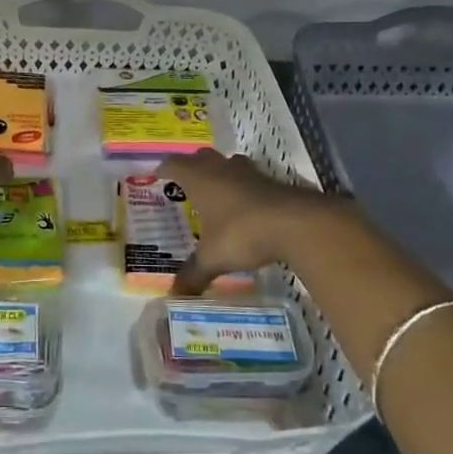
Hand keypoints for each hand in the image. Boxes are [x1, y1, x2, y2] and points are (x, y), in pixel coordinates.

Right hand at [156, 150, 343, 295]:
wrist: (295, 223)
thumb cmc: (242, 233)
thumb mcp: (212, 258)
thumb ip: (193, 274)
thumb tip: (173, 296)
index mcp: (200, 179)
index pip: (175, 164)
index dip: (164, 168)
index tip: (157, 174)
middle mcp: (222, 169)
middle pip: (202, 157)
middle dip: (192, 166)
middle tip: (185, 182)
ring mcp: (249, 173)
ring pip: (229, 163)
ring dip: (221, 172)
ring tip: (216, 190)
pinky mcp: (272, 182)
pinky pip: (251, 178)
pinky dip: (243, 186)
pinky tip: (245, 205)